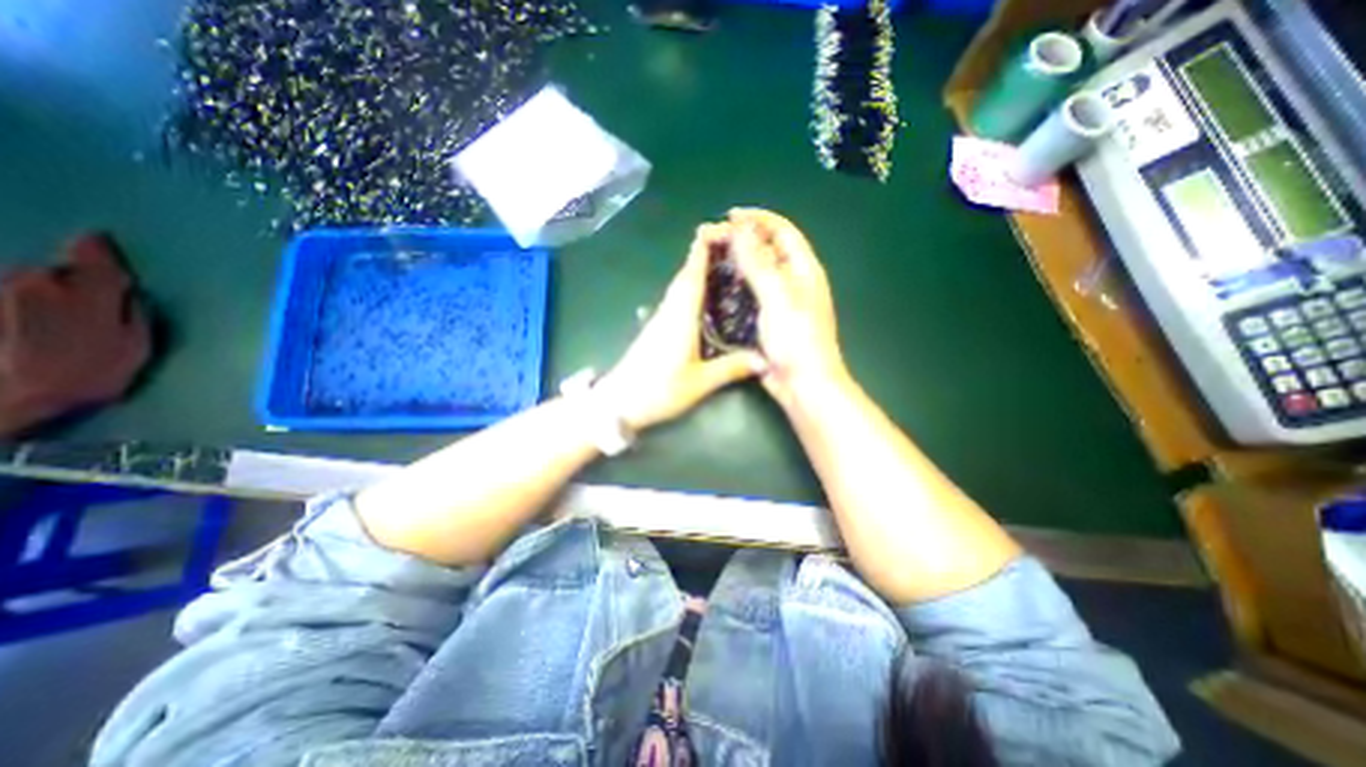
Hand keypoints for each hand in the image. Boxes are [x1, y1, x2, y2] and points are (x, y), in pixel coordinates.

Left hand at [601, 224, 767, 435]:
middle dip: (705, 254)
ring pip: (680, 286)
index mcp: (680, 316)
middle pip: (686, 274)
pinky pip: (677, 299)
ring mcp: (660, 319)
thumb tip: (764, 360)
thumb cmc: (658, 390)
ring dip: (698, 269)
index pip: (692, 274)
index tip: (717, 228)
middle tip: (731, 245)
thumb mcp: (699, 383)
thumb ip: (731, 368)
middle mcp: (669, 310)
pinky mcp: (656, 328)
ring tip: (723, 265)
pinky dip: (691, 289)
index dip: (703, 248)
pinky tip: (705, 297)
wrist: (618, 402)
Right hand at [731, 206, 849, 403]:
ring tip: (713, 258)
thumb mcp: (778, 297)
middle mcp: (793, 281)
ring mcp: (781, 302)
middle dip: (744, 239)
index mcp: (803, 270)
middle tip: (715, 238)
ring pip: (758, 272)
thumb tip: (741, 229)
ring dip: (739, 262)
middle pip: (769, 249)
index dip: (758, 219)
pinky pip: (752, 294)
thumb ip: (759, 263)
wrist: (802, 384)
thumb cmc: (796, 339)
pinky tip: (720, 287)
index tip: (730, 217)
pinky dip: (737, 286)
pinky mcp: (769, 319)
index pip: (783, 231)